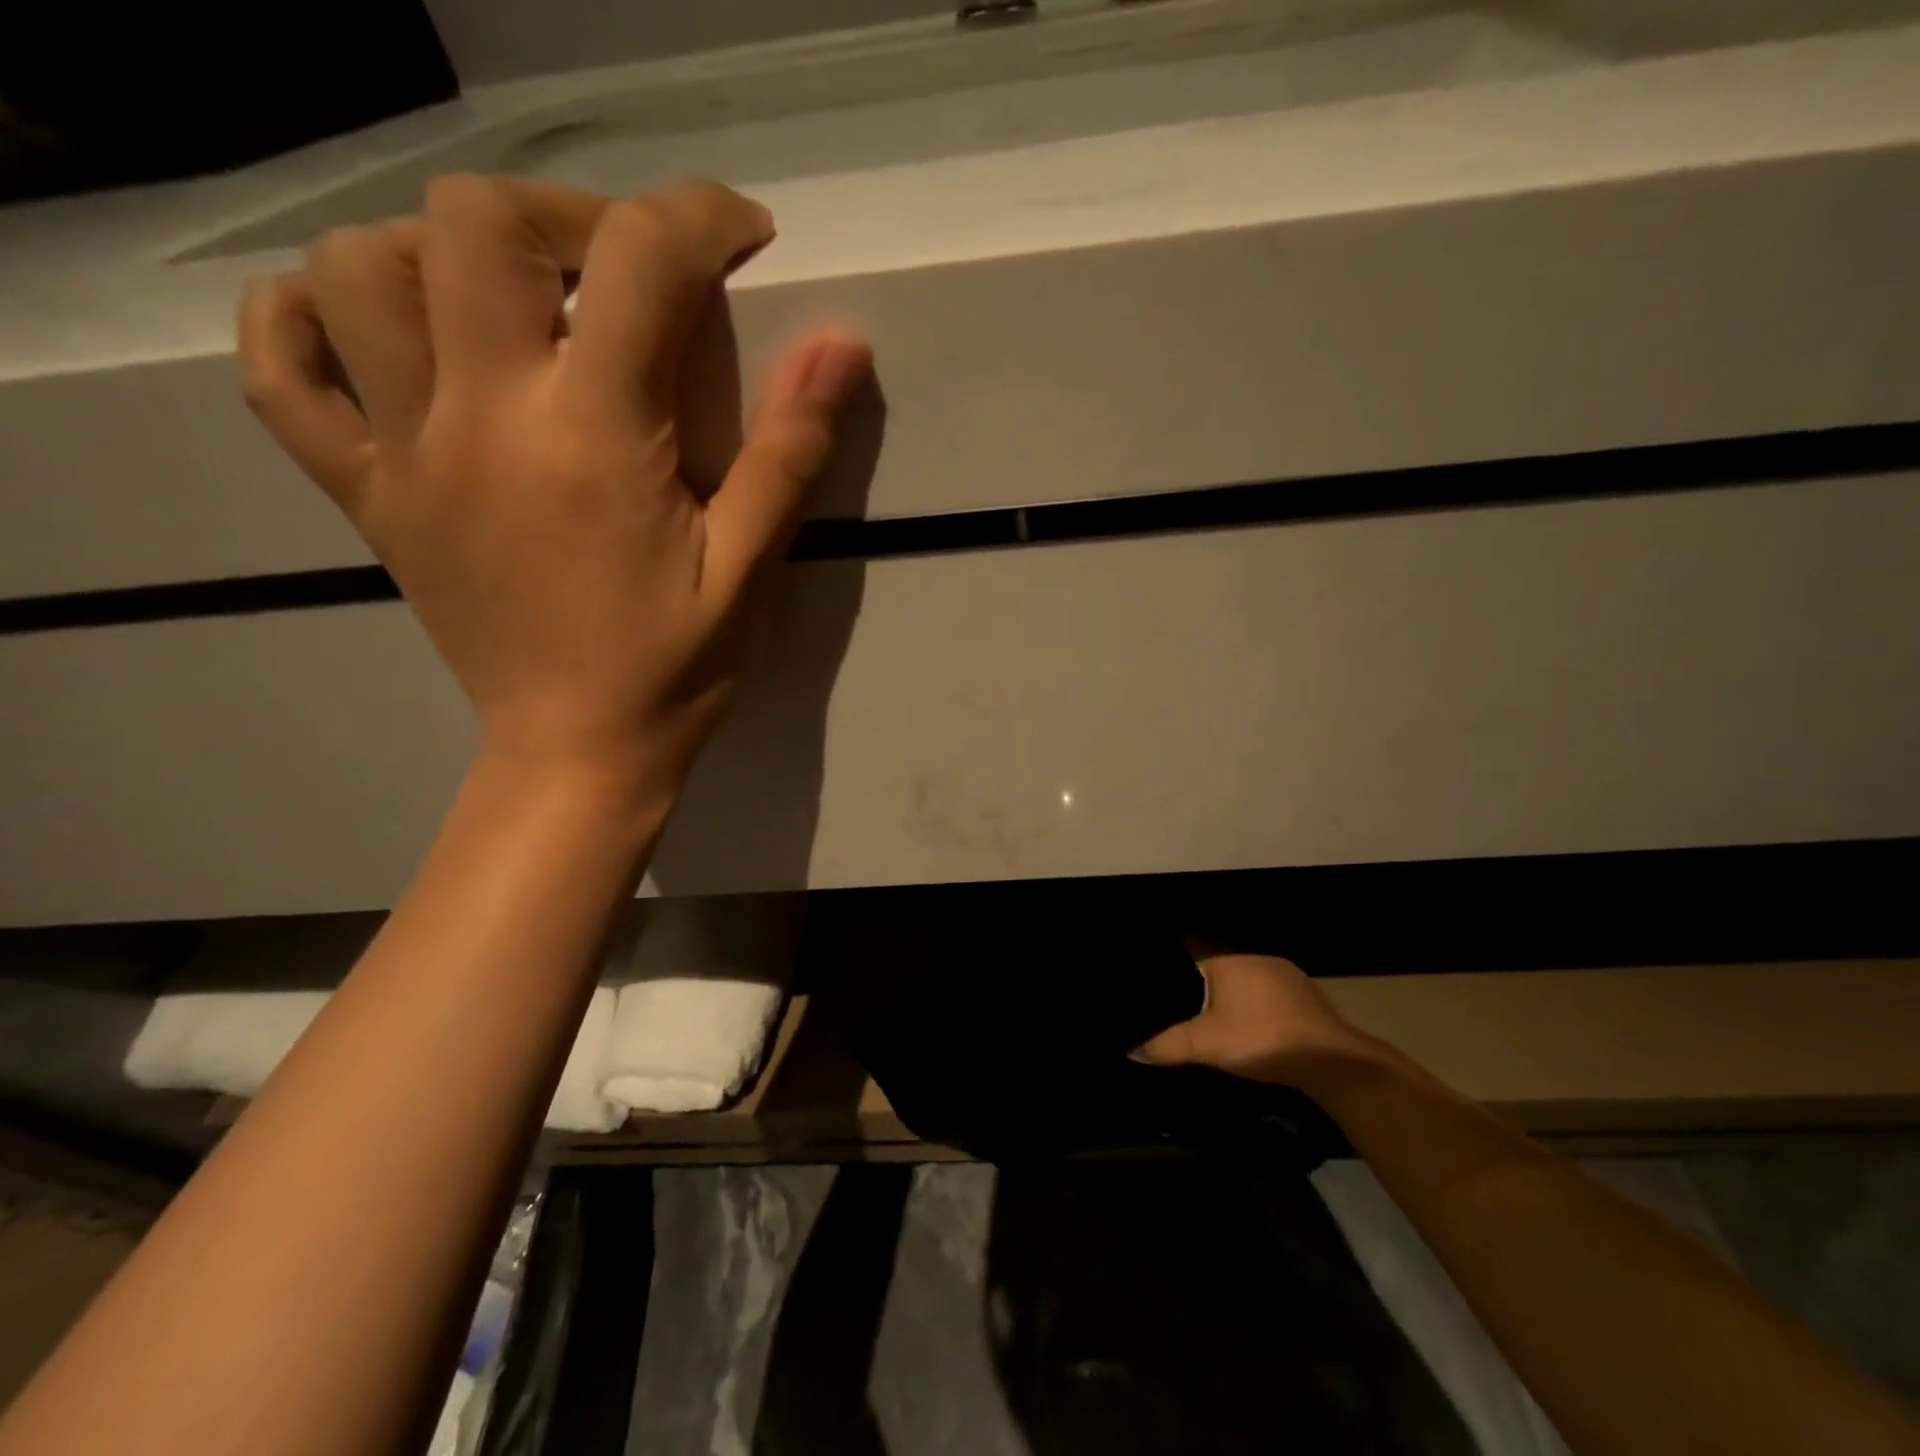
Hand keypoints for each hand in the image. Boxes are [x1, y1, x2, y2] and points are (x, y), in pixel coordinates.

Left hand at [237, 174, 871, 799]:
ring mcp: (407, 454)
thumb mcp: (749, 568)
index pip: (638, 262)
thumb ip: (790, 452)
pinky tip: (373, 327)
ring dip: (444, 252)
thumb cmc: (677, 668)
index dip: (699, 218)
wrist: (578, 751)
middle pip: (476, 221)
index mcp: (593, 438)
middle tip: (625, 273)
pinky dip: (305, 319)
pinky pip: (280, 373)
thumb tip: (843, 345)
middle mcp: (484, 419)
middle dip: (568, 216)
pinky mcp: (367, 495)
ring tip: (518, 303)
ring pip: (362, 270)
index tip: (741, 237)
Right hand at [1134, 948, 1367, 1084]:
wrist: (1330, 1059)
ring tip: (1208, 1003)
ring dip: (1230, 986)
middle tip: (1177, 988)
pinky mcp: (1303, 993)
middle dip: (1200, 972)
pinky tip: (1247, 1017)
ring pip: (1244, 972)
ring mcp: (1282, 972)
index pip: (1191, 942)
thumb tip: (1131, 1050)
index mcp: (1226, 958)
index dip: (1173, 951)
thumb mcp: (1206, 1044)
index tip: (1156, 959)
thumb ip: (1167, 1045)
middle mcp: (1253, 956)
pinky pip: (1265, 987)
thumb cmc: (1260, 1038)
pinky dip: (1252, 998)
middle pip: (1217, 958)